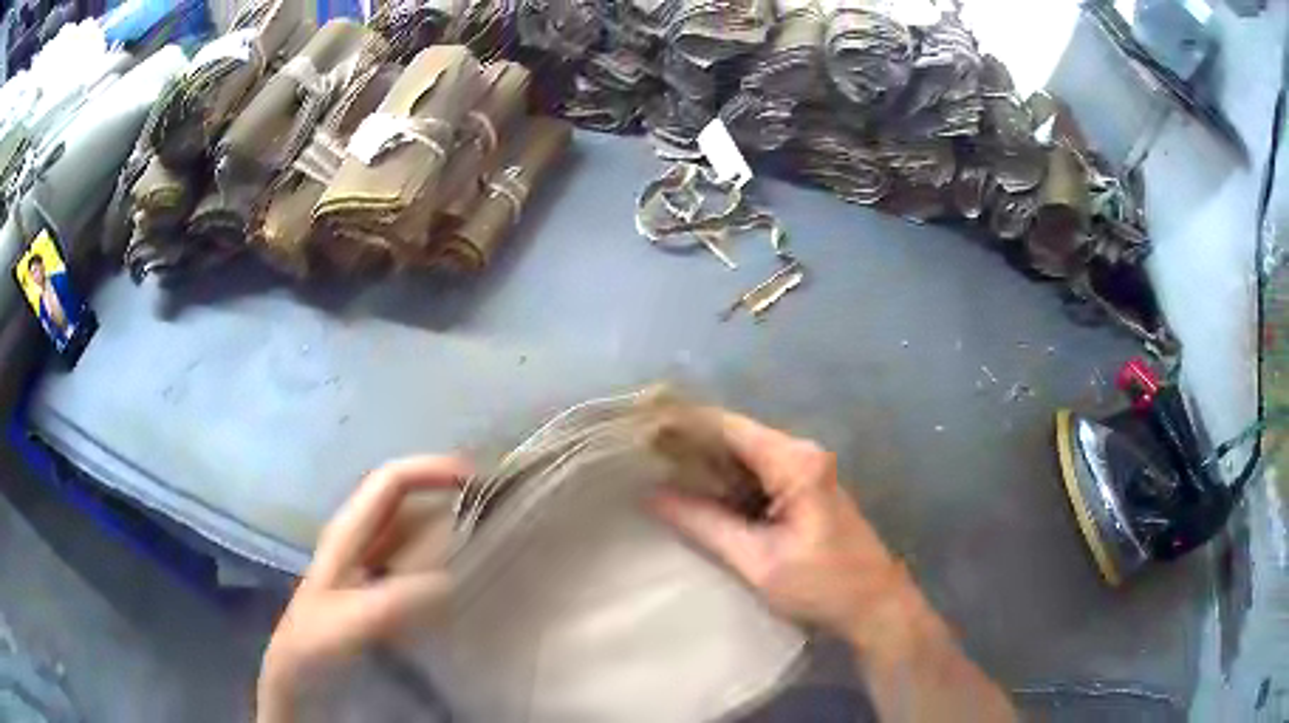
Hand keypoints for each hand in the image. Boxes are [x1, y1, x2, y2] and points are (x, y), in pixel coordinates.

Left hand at [257, 456, 468, 720]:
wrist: (299, 669)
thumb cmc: (318, 640)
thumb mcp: (353, 620)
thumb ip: (396, 599)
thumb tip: (450, 579)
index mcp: (349, 531)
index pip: (391, 481)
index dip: (431, 471)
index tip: (478, 481)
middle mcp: (360, 536)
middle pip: (407, 499)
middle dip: (447, 493)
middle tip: (496, 509)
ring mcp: (369, 561)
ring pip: (413, 528)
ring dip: (448, 524)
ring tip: (490, 538)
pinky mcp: (379, 585)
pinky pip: (416, 559)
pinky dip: (442, 557)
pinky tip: (463, 577)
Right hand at [652, 410, 1015, 721]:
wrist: (875, 605)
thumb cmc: (822, 585)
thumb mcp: (757, 560)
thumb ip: (704, 525)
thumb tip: (652, 496)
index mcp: (795, 462)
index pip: (728, 426)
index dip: (684, 423)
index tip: (641, 429)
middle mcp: (802, 454)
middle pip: (735, 436)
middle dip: (690, 444)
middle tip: (639, 455)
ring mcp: (806, 469)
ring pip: (744, 455)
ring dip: (705, 463)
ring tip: (655, 469)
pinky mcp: (805, 488)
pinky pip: (756, 473)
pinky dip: (726, 481)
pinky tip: (695, 492)